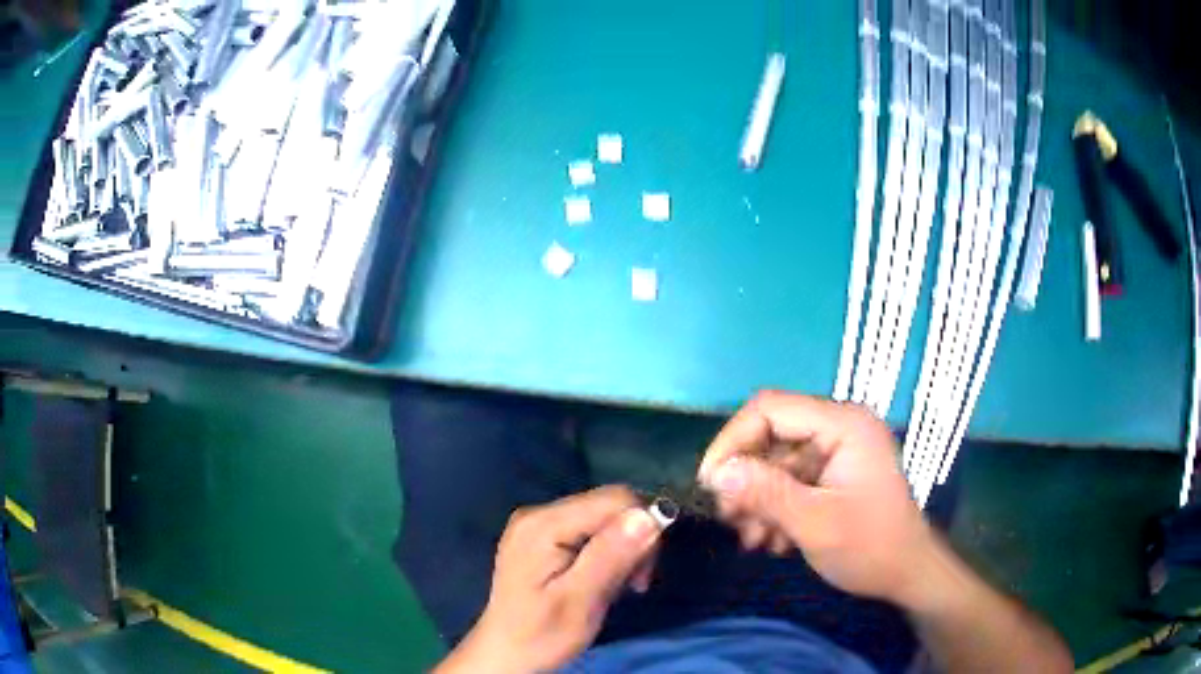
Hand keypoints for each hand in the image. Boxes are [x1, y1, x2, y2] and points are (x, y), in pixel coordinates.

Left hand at [436, 486, 662, 672]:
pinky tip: (601, 578)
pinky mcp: (541, 536)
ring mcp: (537, 523)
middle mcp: (538, 513)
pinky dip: (607, 551)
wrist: (505, 654)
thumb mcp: (581, 601)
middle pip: (609, 505)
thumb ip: (611, 556)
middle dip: (634, 539)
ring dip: (622, 548)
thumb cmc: (542, 635)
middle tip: (633, 584)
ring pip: (603, 517)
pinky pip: (589, 529)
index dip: (643, 528)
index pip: (615, 500)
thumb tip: (649, 515)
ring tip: (616, 586)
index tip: (642, 575)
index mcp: (544, 525)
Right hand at [697, 391, 937, 607]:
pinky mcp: (834, 474)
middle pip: (772, 435)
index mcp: (844, 425)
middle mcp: (840, 428)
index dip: (734, 440)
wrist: (907, 574)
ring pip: (777, 462)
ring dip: (757, 499)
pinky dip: (775, 507)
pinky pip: (791, 480)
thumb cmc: (870, 547)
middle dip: (745, 478)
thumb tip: (716, 473)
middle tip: (729, 518)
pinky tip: (771, 540)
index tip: (711, 482)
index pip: (771, 409)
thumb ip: (766, 493)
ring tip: (751, 538)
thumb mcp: (815, 523)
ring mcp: (838, 452)